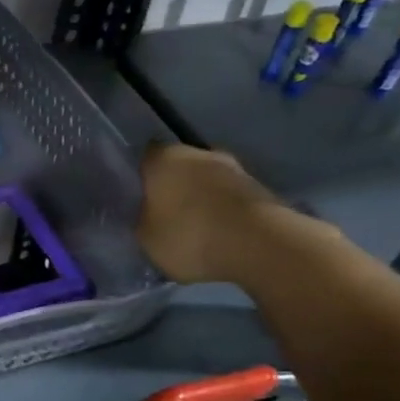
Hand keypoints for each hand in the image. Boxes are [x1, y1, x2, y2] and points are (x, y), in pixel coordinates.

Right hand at [135, 143, 290, 283]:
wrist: (261, 246)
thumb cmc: (190, 236)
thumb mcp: (146, 237)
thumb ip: (142, 220)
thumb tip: (146, 214)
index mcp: (164, 159)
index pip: (145, 157)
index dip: (141, 174)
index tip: (137, 194)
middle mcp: (200, 154)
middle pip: (181, 165)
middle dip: (174, 184)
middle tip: (164, 210)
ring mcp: (236, 169)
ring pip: (209, 180)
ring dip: (202, 197)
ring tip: (195, 225)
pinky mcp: (262, 190)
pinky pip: (232, 198)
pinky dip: (225, 211)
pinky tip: (220, 233)